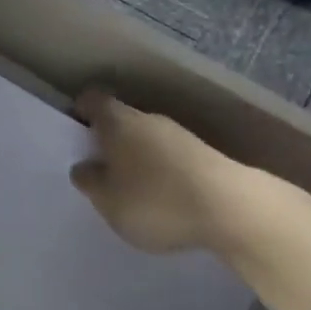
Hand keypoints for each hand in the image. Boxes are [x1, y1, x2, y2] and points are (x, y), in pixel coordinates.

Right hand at [69, 89, 248, 254]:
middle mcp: (147, 118)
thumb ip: (90, 182)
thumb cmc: (156, 200)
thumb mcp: (108, 200)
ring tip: (137, 192)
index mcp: (117, 121)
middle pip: (122, 120)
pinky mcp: (207, 156)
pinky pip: (173, 159)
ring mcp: (181, 135)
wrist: (233, 209)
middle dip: (111, 141)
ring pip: (149, 140)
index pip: (92, 100)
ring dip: (140, 159)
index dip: (82, 112)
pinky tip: (168, 201)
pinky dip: (165, 174)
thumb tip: (83, 167)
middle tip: (104, 171)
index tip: (78, 133)